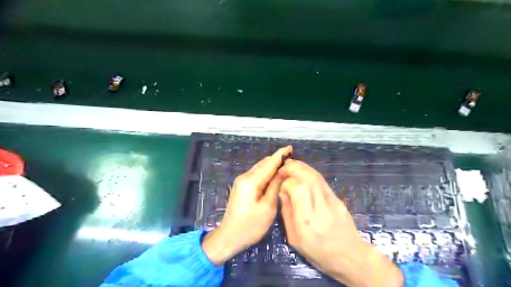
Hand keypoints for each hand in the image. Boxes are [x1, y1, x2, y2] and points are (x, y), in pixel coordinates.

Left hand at [201, 146, 293, 266]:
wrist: (229, 236)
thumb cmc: (250, 226)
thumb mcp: (267, 207)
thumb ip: (275, 187)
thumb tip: (282, 171)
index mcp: (251, 181)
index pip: (269, 164)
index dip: (280, 155)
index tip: (290, 147)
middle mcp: (245, 177)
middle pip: (263, 164)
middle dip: (277, 160)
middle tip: (292, 161)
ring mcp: (242, 181)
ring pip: (260, 169)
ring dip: (272, 166)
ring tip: (286, 167)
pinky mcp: (242, 187)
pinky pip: (256, 175)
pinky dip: (266, 173)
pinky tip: (274, 176)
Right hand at [276, 161, 402, 286]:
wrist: (350, 256)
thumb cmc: (318, 252)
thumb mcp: (294, 239)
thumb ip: (287, 214)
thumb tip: (282, 192)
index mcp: (307, 221)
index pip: (297, 189)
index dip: (286, 182)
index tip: (281, 185)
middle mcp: (320, 208)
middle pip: (308, 178)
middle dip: (293, 168)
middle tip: (283, 167)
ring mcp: (332, 201)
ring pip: (316, 176)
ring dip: (302, 167)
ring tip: (290, 164)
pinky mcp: (337, 198)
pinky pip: (322, 181)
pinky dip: (310, 172)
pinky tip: (303, 171)